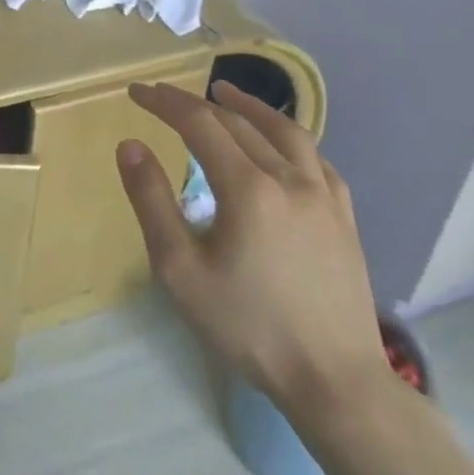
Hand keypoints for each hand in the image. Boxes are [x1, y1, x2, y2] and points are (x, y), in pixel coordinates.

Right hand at [115, 80, 387, 420]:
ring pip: (284, 131)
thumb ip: (152, 201)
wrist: (336, 383)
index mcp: (247, 188)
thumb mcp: (180, 269)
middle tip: (162, 96)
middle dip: (193, 102)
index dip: (164, 102)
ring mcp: (324, 197)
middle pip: (236, 122)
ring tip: (223, 92)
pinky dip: (288, 138)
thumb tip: (129, 145)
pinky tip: (280, 143)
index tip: (137, 92)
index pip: (198, 122)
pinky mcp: (344, 218)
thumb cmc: (248, 326)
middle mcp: (289, 178)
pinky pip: (316, 159)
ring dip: (248, 106)